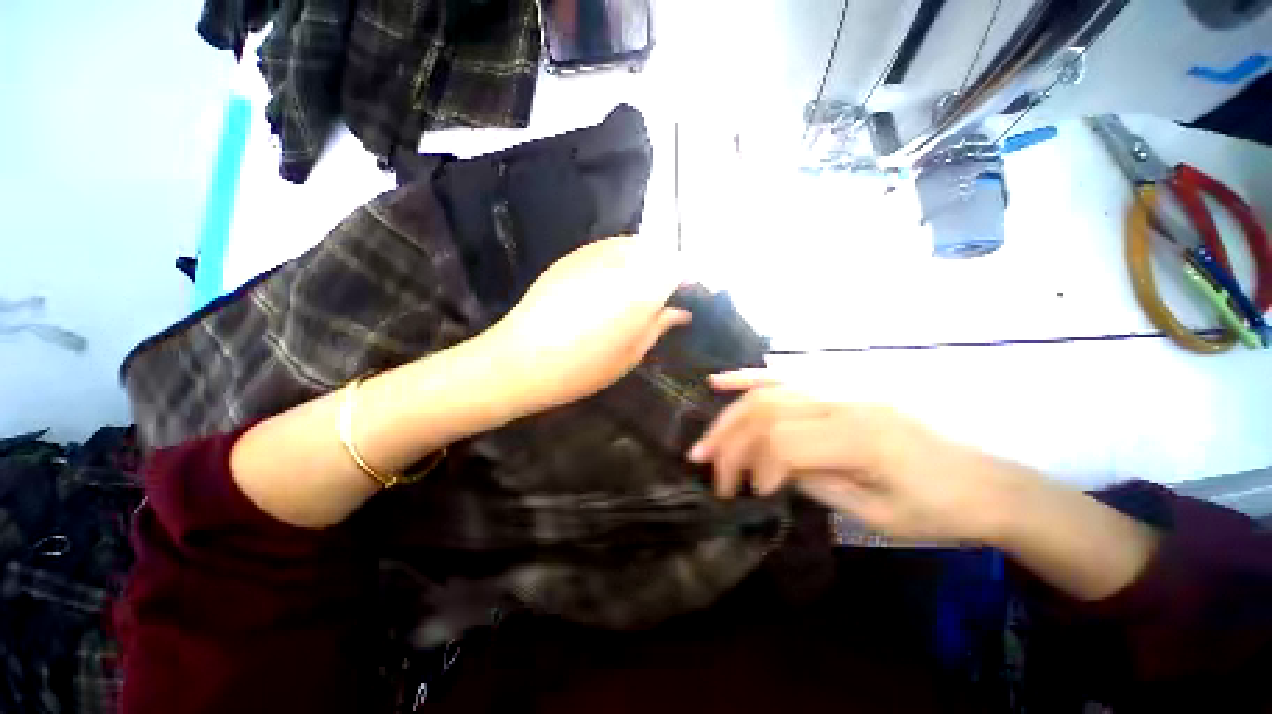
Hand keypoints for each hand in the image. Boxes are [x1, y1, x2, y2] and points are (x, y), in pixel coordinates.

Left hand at [482, 236, 690, 411]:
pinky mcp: (573, 256)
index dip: (688, 279)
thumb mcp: (632, 353)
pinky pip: (609, 246)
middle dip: (668, 267)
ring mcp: (595, 254)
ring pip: (635, 244)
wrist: (522, 359)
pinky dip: (622, 257)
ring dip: (646, 259)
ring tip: (641, 286)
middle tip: (665, 293)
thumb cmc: (585, 367)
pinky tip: (613, 280)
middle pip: (659, 250)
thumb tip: (681, 312)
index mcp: (644, 288)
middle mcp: (623, 261)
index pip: (680, 268)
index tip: (689, 296)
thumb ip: (660, 325)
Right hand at [687, 371, 1015, 542]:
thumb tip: (770, 471)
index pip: (784, 442)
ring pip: (769, 390)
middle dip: (730, 440)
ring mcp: (841, 387)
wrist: (988, 484)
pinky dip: (749, 377)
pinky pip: (787, 375)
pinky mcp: (839, 386)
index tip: (749, 494)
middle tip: (707, 467)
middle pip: (767, 410)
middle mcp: (845, 401)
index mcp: (861, 437)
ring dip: (730, 414)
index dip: (756, 467)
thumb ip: (818, 485)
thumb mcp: (879, 515)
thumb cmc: (939, 511)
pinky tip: (720, 381)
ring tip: (705, 439)